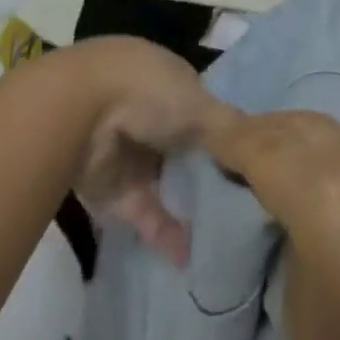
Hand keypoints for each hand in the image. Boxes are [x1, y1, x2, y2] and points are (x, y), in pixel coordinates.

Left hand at [48, 37, 231, 266]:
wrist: (78, 113)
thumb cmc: (147, 92)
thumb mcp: (199, 104)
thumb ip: (229, 128)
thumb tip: (262, 145)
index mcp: (171, 81)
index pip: (204, 110)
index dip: (225, 136)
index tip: (252, 164)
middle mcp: (151, 113)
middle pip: (186, 149)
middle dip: (209, 175)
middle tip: (247, 208)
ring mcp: (131, 153)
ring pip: (167, 184)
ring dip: (189, 209)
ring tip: (227, 240)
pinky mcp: (112, 192)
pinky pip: (146, 215)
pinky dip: (166, 235)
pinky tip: (193, 259)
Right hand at [204, 111, 339, 339]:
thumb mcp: (298, 305)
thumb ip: (283, 234)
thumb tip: (280, 207)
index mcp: (323, 190)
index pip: (261, 145)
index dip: (228, 138)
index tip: (204, 136)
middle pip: (296, 125)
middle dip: (261, 130)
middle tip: (231, 145)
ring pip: (331, 130)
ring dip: (297, 136)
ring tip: (270, 154)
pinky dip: (332, 151)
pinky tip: (321, 172)